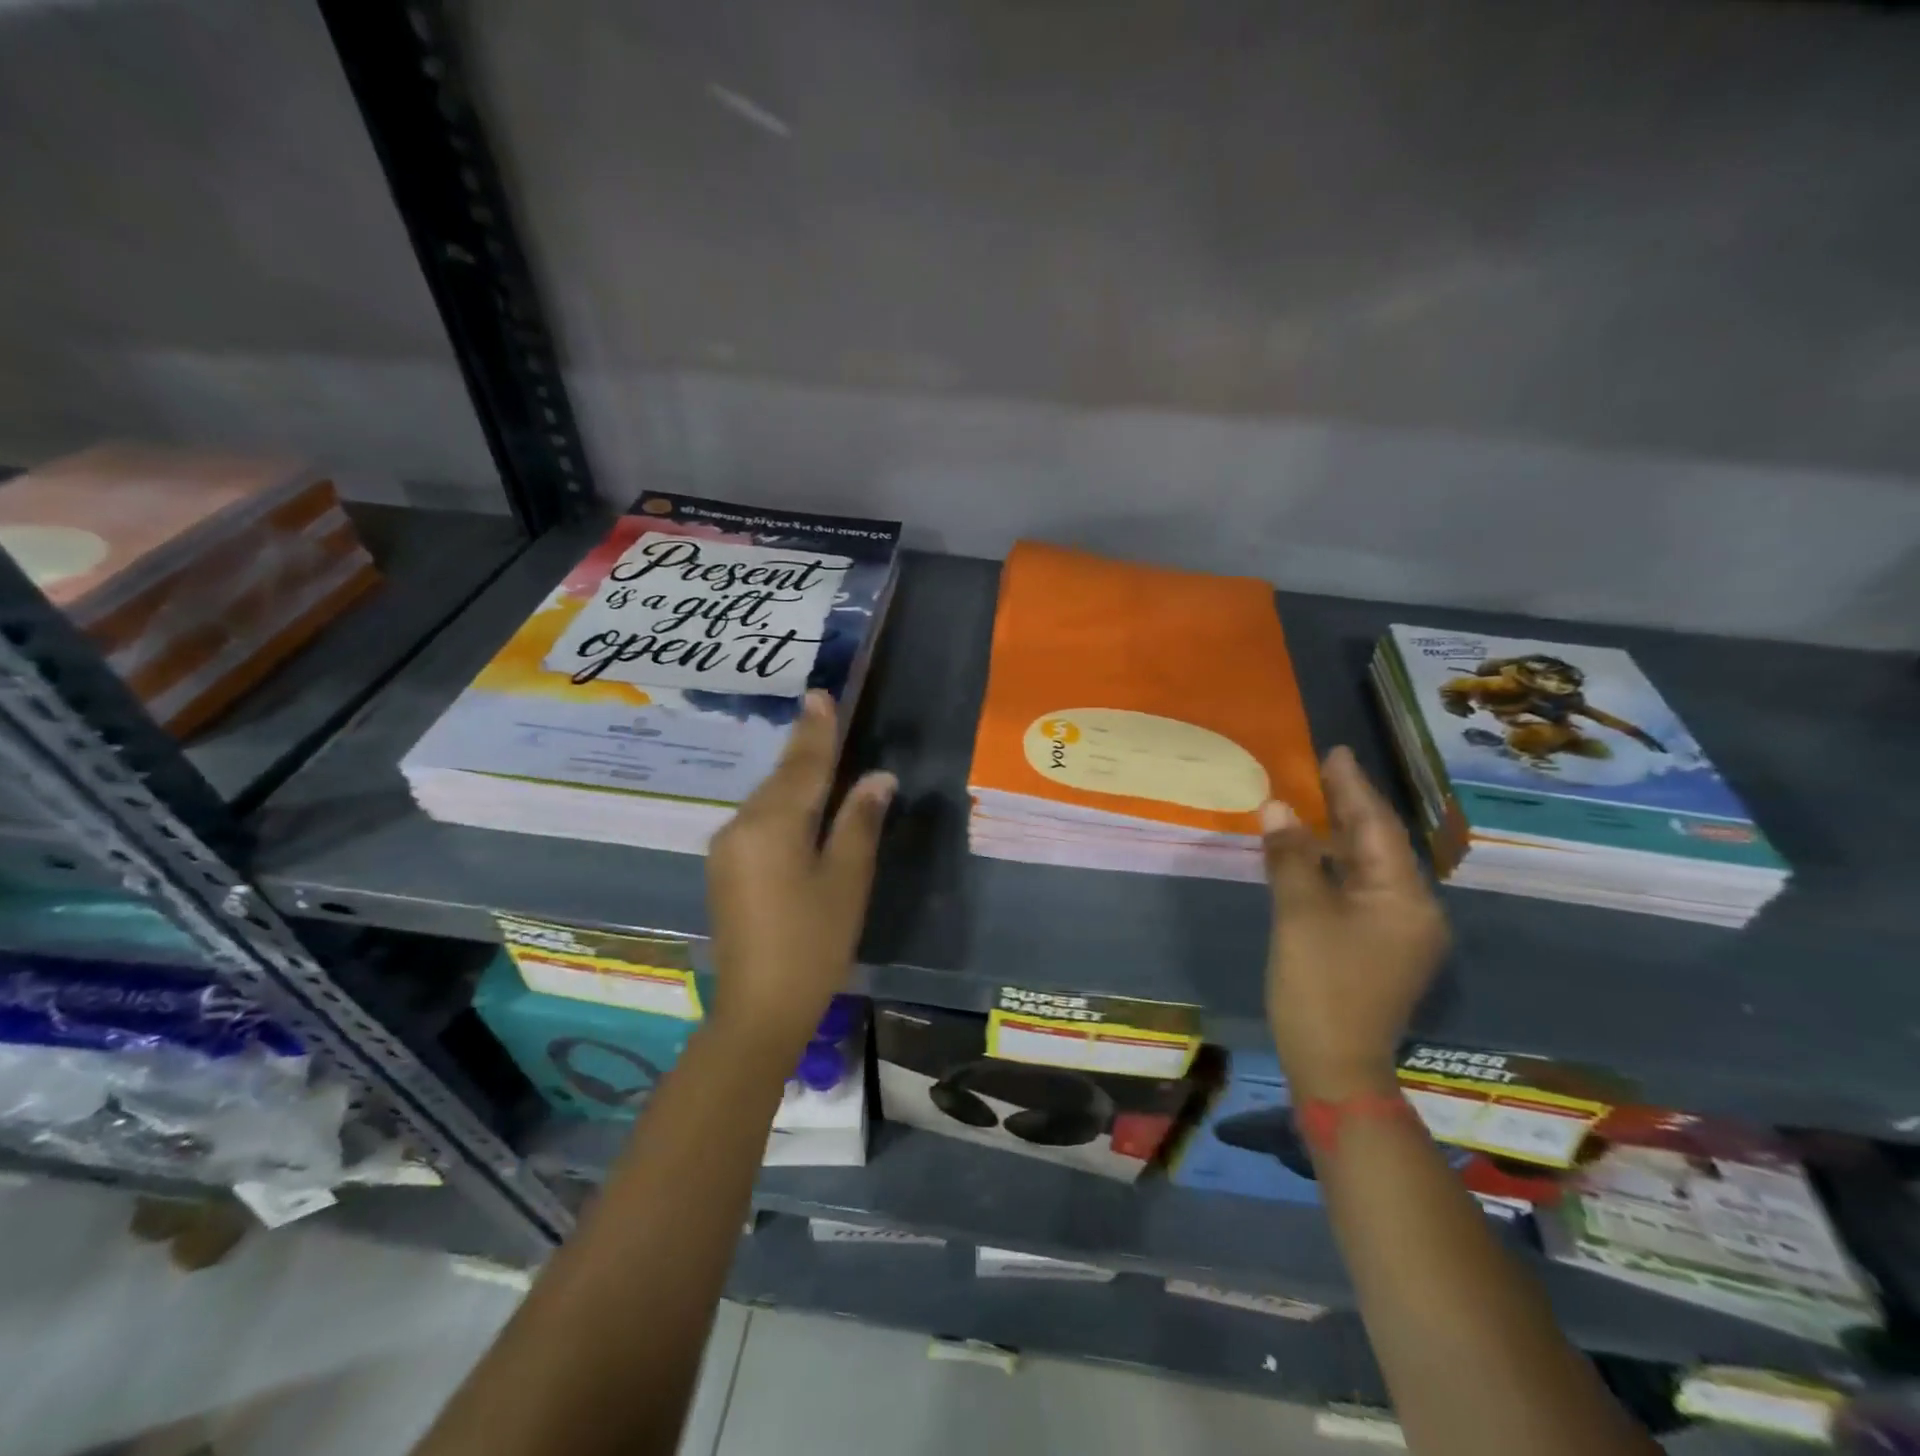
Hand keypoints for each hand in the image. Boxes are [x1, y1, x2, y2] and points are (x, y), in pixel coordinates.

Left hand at [706, 690, 894, 1055]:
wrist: (759, 1007)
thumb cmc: (813, 942)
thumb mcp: (846, 880)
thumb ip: (859, 822)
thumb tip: (878, 778)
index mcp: (772, 825)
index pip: (802, 767)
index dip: (816, 731)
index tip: (819, 695)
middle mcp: (740, 826)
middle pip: (780, 780)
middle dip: (804, 750)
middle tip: (823, 715)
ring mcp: (726, 848)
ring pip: (766, 800)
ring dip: (792, 779)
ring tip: (817, 755)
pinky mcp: (724, 869)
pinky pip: (756, 822)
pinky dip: (780, 807)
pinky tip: (797, 808)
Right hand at [1261, 746, 1448, 1101]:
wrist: (1334, 1065)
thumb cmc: (1320, 986)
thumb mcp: (1300, 914)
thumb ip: (1291, 857)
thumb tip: (1276, 807)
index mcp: (1405, 898)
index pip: (1376, 828)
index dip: (1353, 788)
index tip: (1336, 752)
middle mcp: (1413, 910)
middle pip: (1377, 845)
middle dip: (1350, 806)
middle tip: (1326, 767)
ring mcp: (1398, 932)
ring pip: (1367, 868)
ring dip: (1341, 835)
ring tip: (1317, 798)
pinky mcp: (1378, 948)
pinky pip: (1358, 890)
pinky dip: (1335, 866)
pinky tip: (1313, 851)